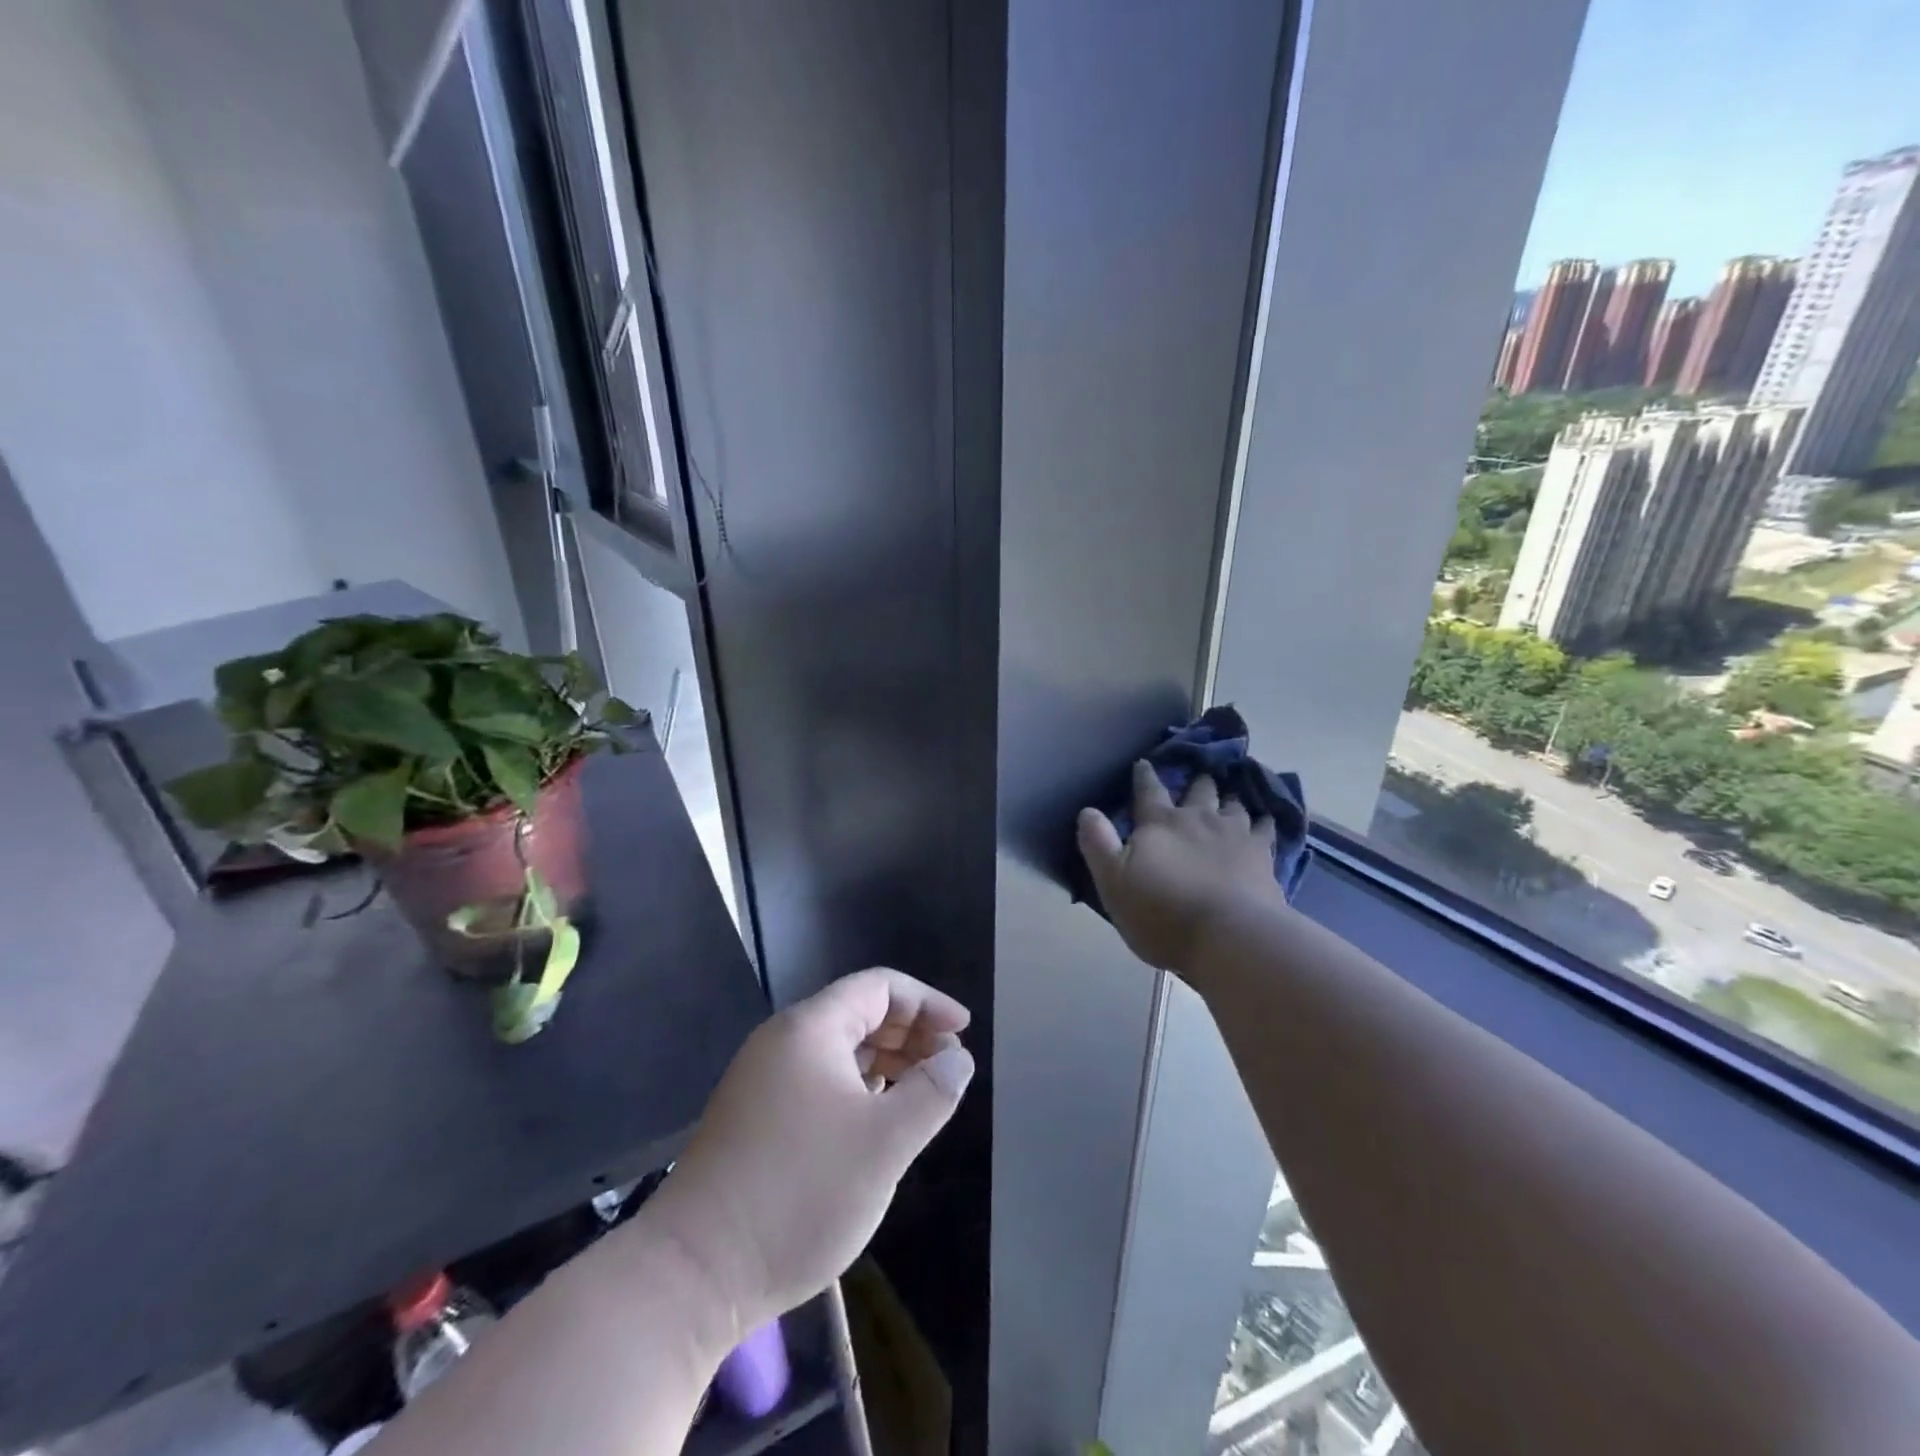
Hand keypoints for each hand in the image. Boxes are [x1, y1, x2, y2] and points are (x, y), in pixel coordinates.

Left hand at [634, 969, 973, 1349]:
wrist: (694, 1273)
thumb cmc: (800, 1193)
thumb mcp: (885, 1143)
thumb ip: (931, 1093)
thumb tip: (958, 1059)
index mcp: (810, 1028)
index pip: (879, 987)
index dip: (927, 1003)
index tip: (962, 1033)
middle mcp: (783, 1042)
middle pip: (858, 1013)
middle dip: (909, 1032)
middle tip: (948, 1066)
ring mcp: (762, 1081)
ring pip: (838, 1050)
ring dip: (885, 1062)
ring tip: (921, 1092)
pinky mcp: (754, 1118)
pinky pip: (818, 1080)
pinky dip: (856, 1087)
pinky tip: (875, 1120)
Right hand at [1077, 760, 1282, 973]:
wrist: (1229, 937)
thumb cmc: (1162, 913)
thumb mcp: (1113, 882)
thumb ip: (1099, 844)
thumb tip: (1087, 810)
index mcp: (1159, 823)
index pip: (1148, 790)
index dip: (1144, 776)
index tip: (1143, 763)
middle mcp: (1198, 819)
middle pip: (1198, 790)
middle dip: (1196, 782)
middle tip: (1198, 776)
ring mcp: (1235, 834)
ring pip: (1233, 805)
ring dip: (1228, 798)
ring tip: (1229, 796)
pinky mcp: (1263, 856)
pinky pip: (1266, 829)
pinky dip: (1264, 821)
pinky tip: (1266, 821)